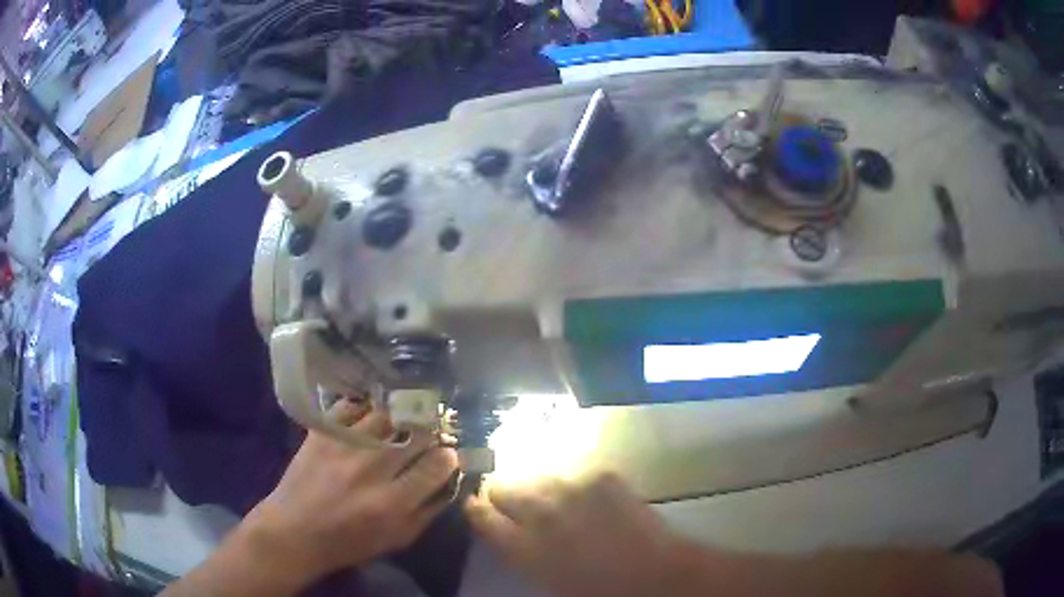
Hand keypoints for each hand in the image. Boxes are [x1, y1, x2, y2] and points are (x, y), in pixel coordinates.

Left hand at [243, 401, 458, 584]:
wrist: (294, 531)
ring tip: (405, 417)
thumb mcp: (396, 539)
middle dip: (431, 432)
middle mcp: (370, 468)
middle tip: (432, 433)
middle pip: (415, 434)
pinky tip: (370, 413)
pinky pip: (350, 406)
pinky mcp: (322, 432)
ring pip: (386, 414)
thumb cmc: (348, 543)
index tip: (449, 455)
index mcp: (392, 501)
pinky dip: (365, 407)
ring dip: (401, 415)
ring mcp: (344, 445)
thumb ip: (427, 512)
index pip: (436, 466)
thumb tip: (448, 482)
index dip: (449, 457)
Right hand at [465, 473, 686, 596]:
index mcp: (520, 545)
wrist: (654, 575)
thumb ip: (518, 551)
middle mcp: (538, 511)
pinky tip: (591, 500)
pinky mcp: (600, 476)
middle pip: (502, 485)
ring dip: (539, 488)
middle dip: (505, 494)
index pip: (479, 513)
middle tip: (520, 506)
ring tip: (557, 502)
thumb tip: (505, 532)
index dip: (477, 508)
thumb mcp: (543, 577)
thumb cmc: (595, 590)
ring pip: (536, 474)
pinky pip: (575, 473)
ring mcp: (571, 488)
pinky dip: (577, 485)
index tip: (479, 507)